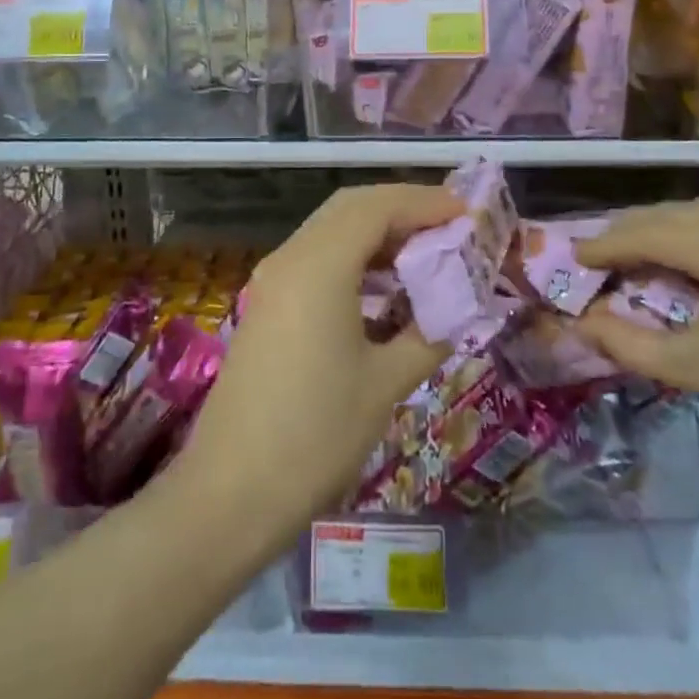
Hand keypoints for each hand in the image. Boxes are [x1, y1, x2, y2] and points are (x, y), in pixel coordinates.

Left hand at [175, 183, 459, 547]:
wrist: (229, 495)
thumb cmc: (314, 437)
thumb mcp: (385, 385)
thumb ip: (428, 334)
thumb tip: (458, 309)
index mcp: (319, 266)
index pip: (378, 206)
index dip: (426, 202)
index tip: (469, 213)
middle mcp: (291, 257)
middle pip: (352, 207)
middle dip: (403, 208)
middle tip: (450, 227)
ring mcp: (273, 280)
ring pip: (332, 229)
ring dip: (379, 231)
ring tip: (426, 253)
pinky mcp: (267, 304)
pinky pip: (318, 257)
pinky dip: (355, 256)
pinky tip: (385, 287)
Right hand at [574, 198, 698, 475]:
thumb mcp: (696, 369)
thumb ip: (626, 342)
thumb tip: (581, 323)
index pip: (644, 233)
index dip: (603, 246)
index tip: (574, 259)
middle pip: (671, 215)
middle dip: (632, 236)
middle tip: (602, 263)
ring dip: (668, 233)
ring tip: (643, 263)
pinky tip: (697, 262)